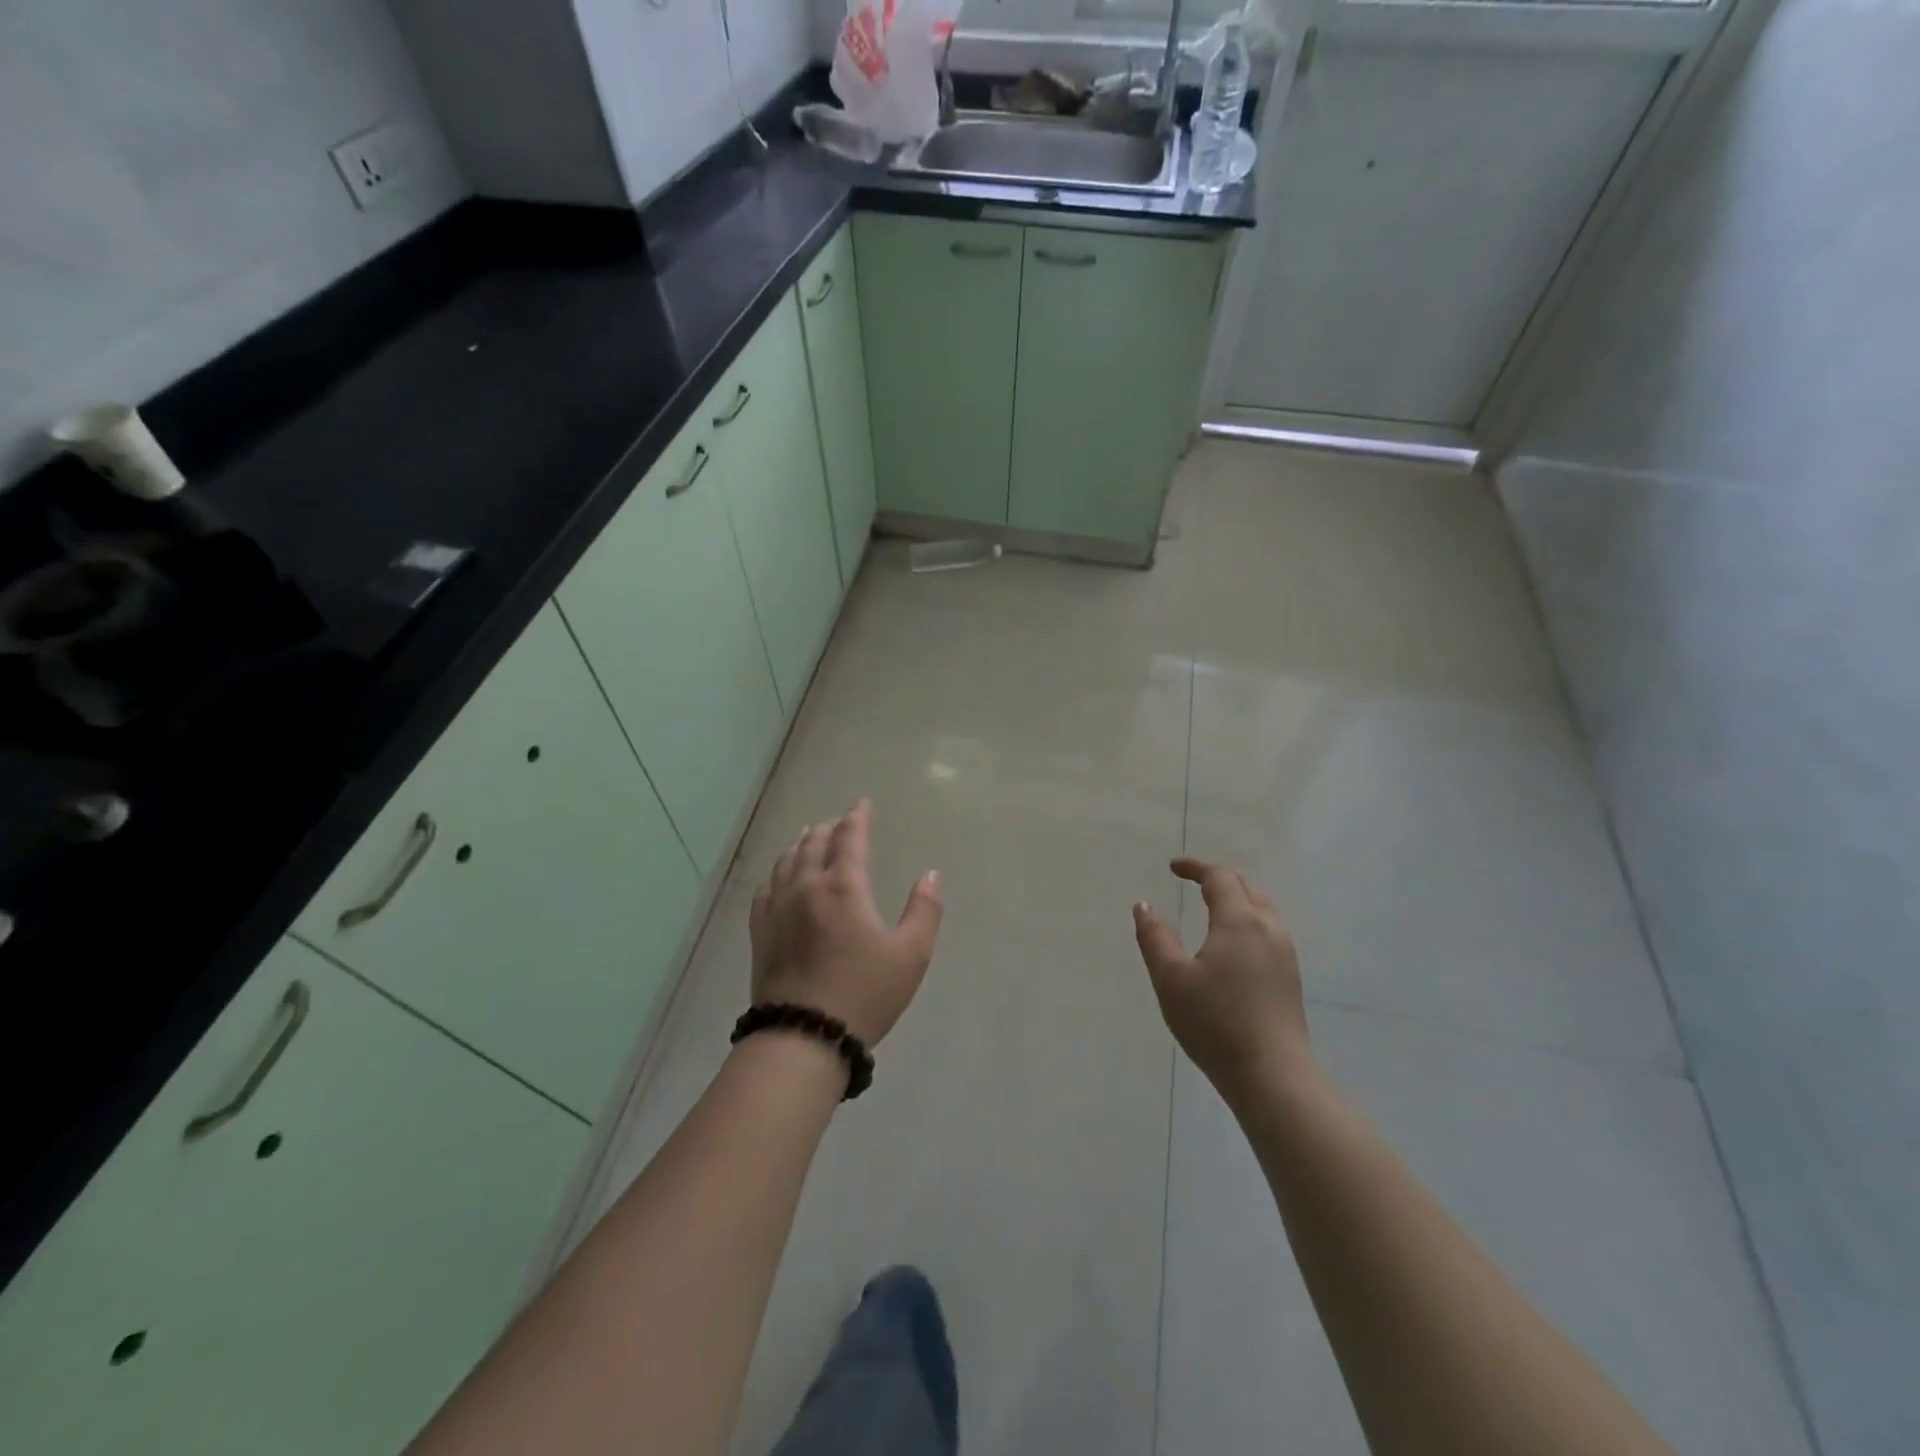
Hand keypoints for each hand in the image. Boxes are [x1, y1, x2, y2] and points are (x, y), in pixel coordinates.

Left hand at [749, 798, 942, 1045]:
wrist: (804, 1037)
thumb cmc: (864, 994)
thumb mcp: (911, 955)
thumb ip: (924, 910)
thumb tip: (930, 875)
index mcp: (844, 886)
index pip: (850, 838)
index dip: (858, 817)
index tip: (862, 803)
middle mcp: (807, 887)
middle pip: (814, 844)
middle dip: (829, 828)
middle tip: (839, 822)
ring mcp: (778, 909)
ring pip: (787, 862)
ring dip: (801, 844)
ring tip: (808, 837)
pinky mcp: (761, 933)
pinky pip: (765, 889)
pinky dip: (776, 873)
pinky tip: (778, 878)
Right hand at [1133, 857, 1311, 1103]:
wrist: (1273, 1076)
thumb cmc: (1215, 1023)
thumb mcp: (1170, 979)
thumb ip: (1154, 937)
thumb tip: (1144, 905)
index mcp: (1239, 921)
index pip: (1220, 878)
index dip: (1196, 867)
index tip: (1173, 867)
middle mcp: (1268, 928)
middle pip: (1247, 885)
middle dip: (1219, 877)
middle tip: (1193, 880)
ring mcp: (1285, 953)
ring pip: (1263, 907)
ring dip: (1237, 896)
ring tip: (1211, 905)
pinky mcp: (1290, 977)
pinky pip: (1269, 928)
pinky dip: (1248, 917)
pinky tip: (1233, 941)